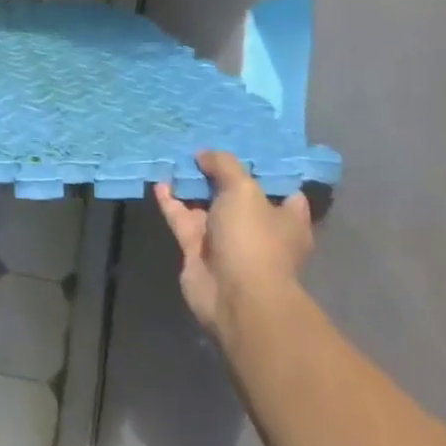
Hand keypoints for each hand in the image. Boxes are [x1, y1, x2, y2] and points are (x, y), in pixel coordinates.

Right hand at [155, 150, 313, 340]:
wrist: (234, 297)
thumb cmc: (253, 239)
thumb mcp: (244, 189)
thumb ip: (224, 165)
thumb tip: (204, 155)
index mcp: (286, 219)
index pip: (282, 190)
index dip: (265, 169)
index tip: (245, 149)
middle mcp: (257, 229)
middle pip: (237, 195)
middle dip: (219, 173)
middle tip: (201, 148)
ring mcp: (226, 241)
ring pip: (206, 206)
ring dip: (191, 185)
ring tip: (175, 158)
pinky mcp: (198, 250)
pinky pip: (182, 218)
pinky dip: (171, 201)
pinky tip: (159, 182)